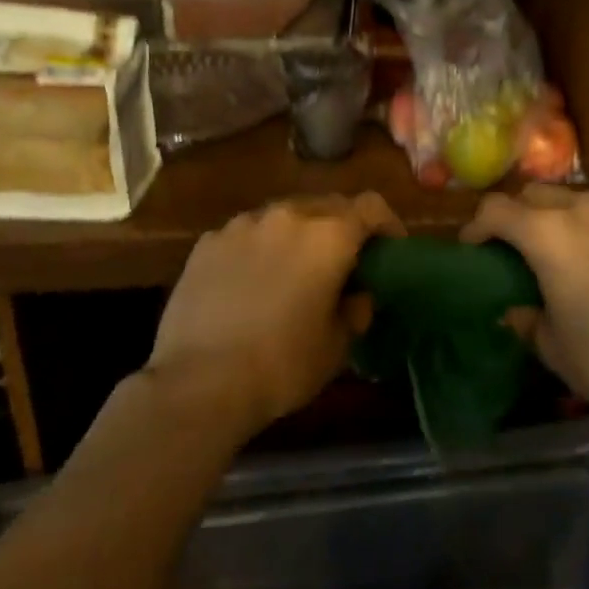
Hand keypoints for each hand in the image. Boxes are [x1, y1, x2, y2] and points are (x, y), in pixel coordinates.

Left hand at [146, 193, 403, 435]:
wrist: (199, 383)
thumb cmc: (282, 365)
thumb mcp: (337, 346)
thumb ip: (355, 309)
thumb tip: (356, 295)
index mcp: (328, 236)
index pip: (371, 206)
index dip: (387, 223)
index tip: (390, 248)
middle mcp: (287, 216)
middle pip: (327, 205)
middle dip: (341, 226)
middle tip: (342, 260)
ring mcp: (242, 225)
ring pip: (283, 216)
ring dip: (297, 234)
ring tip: (291, 269)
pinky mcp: (207, 242)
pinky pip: (245, 234)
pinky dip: (258, 248)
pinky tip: (249, 282)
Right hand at [461, 186, 588, 423]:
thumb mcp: (553, 347)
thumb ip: (527, 320)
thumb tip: (518, 311)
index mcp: (547, 233)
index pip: (495, 209)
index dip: (476, 226)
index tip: (473, 248)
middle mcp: (583, 209)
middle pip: (535, 194)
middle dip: (518, 215)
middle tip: (516, 248)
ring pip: (577, 200)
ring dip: (560, 217)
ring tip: (565, 251)